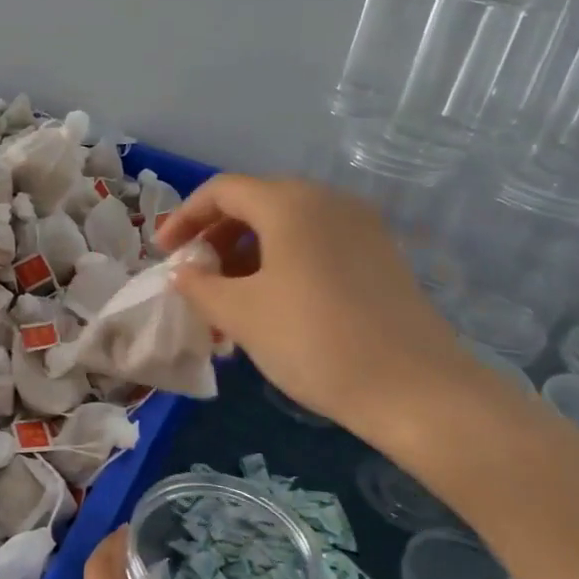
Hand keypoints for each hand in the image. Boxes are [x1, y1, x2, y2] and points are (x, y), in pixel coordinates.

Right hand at [157, 174, 489, 452]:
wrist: (415, 389)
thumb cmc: (313, 340)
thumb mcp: (242, 314)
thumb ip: (200, 285)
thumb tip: (183, 271)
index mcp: (290, 203)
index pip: (222, 190)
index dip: (185, 216)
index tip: (164, 253)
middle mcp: (328, 201)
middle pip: (257, 203)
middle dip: (216, 238)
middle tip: (196, 278)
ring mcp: (361, 227)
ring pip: (288, 227)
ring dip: (248, 255)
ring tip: (229, 302)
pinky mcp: (380, 256)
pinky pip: (316, 245)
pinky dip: (282, 264)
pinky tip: (273, 307)